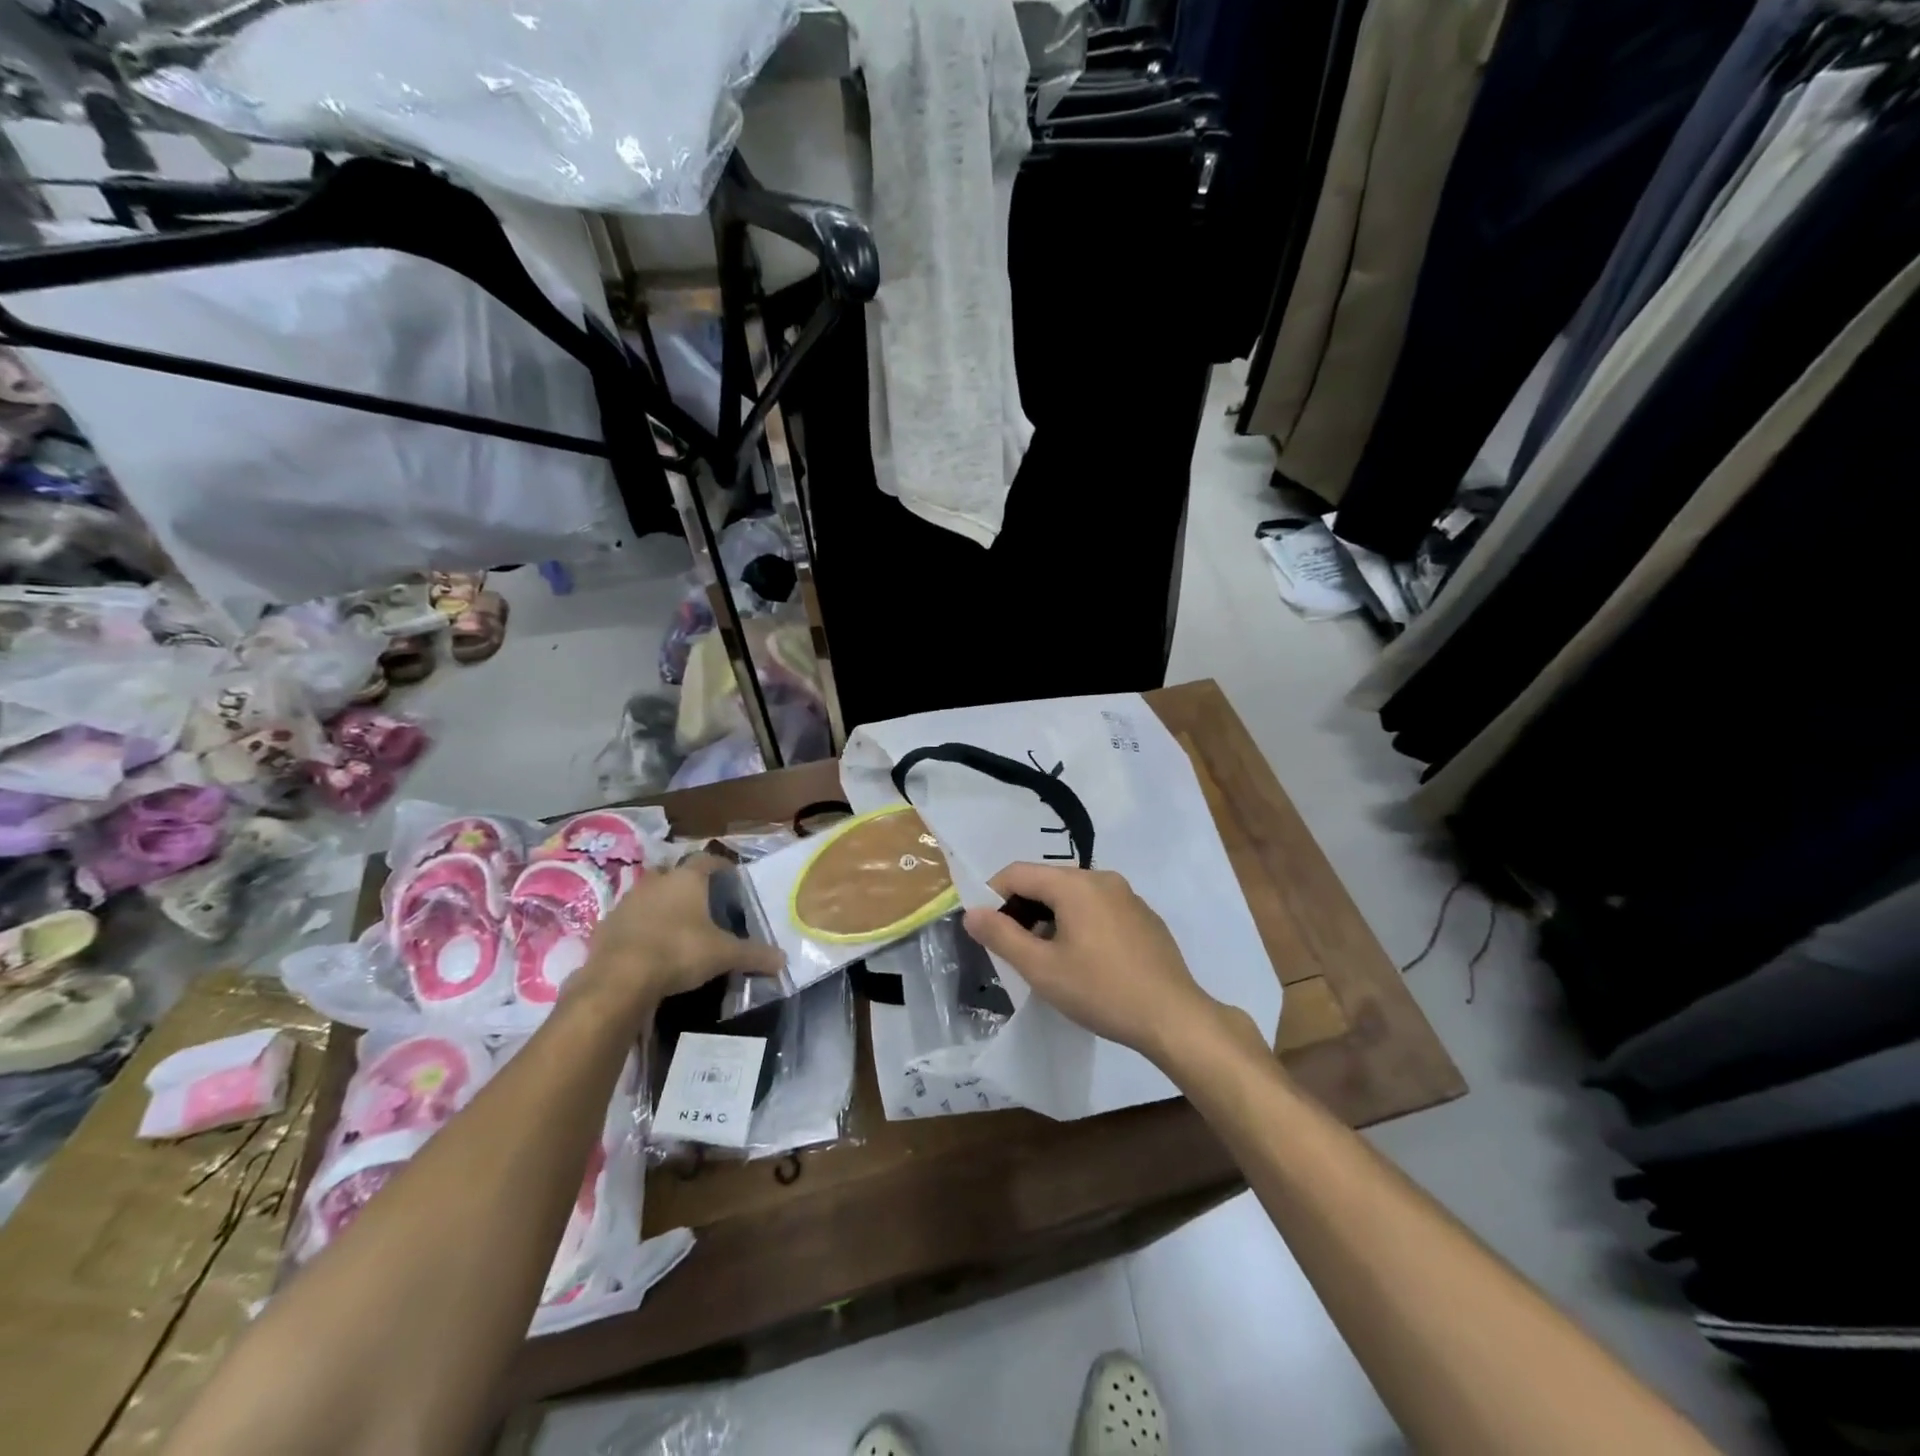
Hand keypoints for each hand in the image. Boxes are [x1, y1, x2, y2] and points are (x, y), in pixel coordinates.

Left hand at [575, 853, 783, 1012]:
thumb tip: (783, 960)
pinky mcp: (606, 925)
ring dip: (662, 906)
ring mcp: (627, 901)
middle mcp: (656, 881)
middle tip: (703, 905)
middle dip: (688, 886)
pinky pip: (630, 920)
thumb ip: (754, 955)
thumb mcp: (724, 955)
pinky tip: (649, 947)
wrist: (619, 979)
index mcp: (687, 879)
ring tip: (677, 927)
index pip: (707, 860)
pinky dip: (641, 928)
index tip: (731, 878)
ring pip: (650, 895)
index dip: (721, 866)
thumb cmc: (679, 952)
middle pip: (676, 875)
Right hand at [961, 863, 1222, 1064]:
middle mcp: (1102, 878)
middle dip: (1024, 909)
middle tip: (1015, 949)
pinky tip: (1087, 961)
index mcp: (1074, 884)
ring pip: (1074, 895)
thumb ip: (1001, 936)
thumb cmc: (1101, 991)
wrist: (1174, 1017)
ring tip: (1049, 958)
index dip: (993, 895)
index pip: (1018, 873)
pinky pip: (1100, 908)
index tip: (986, 929)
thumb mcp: (1042, 969)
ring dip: (1052, 918)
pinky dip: (1081, 923)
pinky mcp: (1144, 916)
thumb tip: (972, 912)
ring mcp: (1128, 895)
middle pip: (1047, 882)